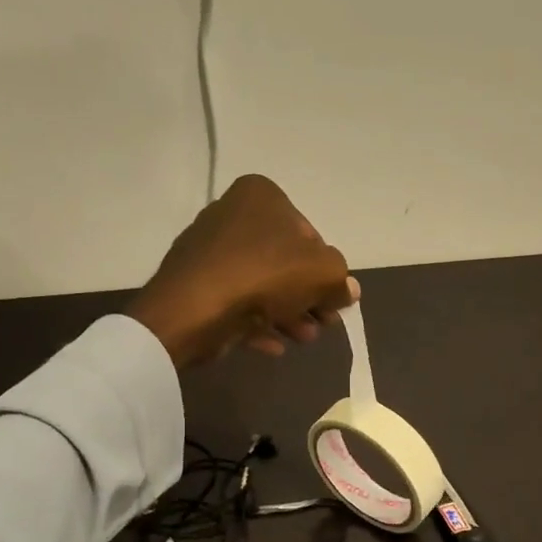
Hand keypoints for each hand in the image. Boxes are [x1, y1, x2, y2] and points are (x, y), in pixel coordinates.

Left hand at [126, 175, 358, 368]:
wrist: (195, 308)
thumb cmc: (265, 274)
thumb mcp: (323, 273)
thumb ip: (340, 280)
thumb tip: (347, 290)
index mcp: (261, 195)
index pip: (308, 233)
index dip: (325, 270)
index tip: (333, 299)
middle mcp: (231, 214)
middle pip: (283, 261)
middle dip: (307, 297)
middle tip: (323, 324)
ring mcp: (208, 250)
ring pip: (260, 285)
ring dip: (287, 314)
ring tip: (303, 340)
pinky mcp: (194, 284)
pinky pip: (234, 302)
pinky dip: (256, 323)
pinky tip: (274, 346)